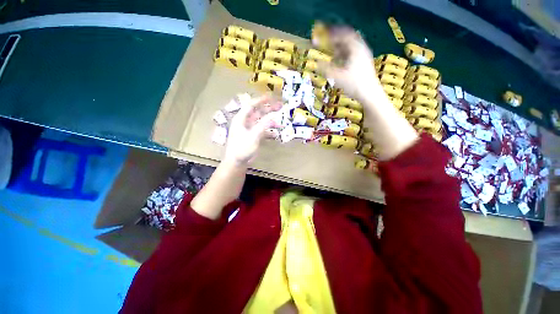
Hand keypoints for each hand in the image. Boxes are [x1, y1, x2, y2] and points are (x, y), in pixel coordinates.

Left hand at [224, 95, 281, 164]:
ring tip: (280, 120)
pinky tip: (275, 133)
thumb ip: (263, 125)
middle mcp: (245, 122)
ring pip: (261, 121)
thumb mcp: (253, 136)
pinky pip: (262, 131)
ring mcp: (249, 130)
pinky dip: (268, 131)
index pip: (251, 105)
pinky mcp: (253, 137)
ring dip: (270, 120)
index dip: (260, 100)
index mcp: (241, 119)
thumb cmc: (242, 148)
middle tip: (279, 106)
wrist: (237, 162)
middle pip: (257, 112)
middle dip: (268, 109)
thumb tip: (273, 116)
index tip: (271, 97)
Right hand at [320, 27, 379, 101]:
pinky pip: (353, 53)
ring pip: (351, 47)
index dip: (333, 34)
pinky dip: (345, 54)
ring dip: (341, 48)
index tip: (323, 36)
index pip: (344, 34)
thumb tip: (316, 63)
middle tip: (327, 43)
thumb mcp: (337, 77)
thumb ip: (326, 69)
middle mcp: (361, 48)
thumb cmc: (354, 84)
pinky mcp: (364, 63)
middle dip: (337, 40)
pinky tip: (340, 62)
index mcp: (356, 48)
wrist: (369, 94)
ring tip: (332, 53)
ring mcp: (364, 56)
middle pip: (348, 39)